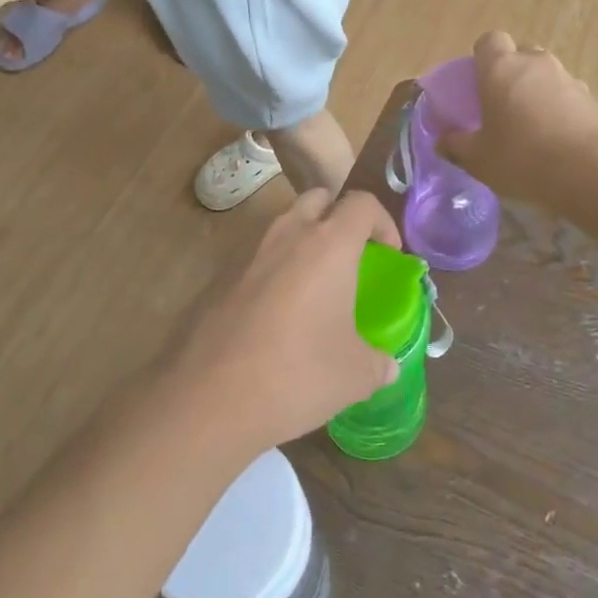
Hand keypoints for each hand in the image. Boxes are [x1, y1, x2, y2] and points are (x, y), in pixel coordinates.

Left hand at [170, 190, 403, 452]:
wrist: (208, 397)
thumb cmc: (296, 374)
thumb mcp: (354, 375)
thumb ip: (378, 363)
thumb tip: (387, 367)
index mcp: (329, 244)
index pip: (362, 204)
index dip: (383, 222)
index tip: (389, 254)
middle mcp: (288, 235)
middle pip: (318, 199)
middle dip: (339, 217)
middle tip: (351, 256)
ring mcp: (249, 253)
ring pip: (284, 226)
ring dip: (304, 242)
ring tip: (315, 288)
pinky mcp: (221, 277)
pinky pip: (258, 258)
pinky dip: (275, 271)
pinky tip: (278, 316)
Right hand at [436, 31, 597, 210]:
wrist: (594, 170)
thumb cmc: (523, 157)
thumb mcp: (479, 159)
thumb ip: (457, 146)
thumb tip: (443, 142)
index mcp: (501, 68)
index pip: (489, 40)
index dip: (482, 57)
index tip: (478, 83)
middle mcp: (535, 63)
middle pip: (520, 54)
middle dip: (511, 73)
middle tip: (502, 106)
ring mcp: (568, 78)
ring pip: (546, 75)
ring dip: (538, 92)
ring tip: (532, 129)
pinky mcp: (593, 99)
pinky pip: (568, 96)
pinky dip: (560, 110)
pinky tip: (558, 142)